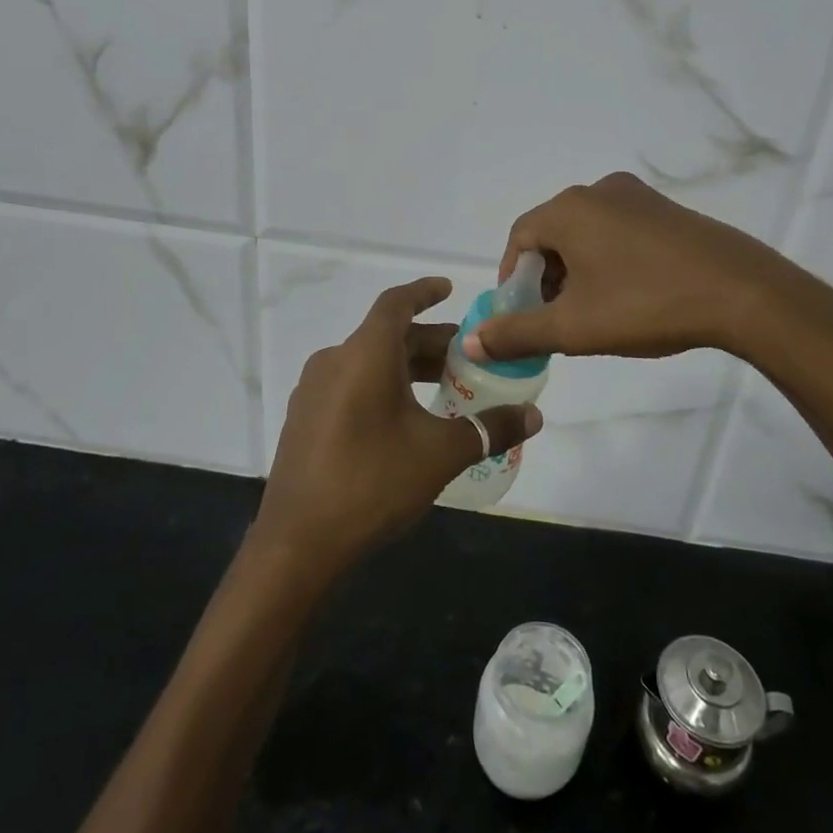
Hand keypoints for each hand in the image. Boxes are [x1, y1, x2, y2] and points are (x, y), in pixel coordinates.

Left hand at [255, 278, 542, 574]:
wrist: (297, 544)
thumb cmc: (373, 482)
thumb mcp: (440, 454)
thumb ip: (489, 429)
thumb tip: (535, 416)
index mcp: (364, 355)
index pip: (396, 303)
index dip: (424, 292)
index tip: (448, 289)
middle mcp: (334, 361)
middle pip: (386, 336)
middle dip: (428, 342)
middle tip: (465, 356)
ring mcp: (313, 391)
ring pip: (368, 362)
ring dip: (406, 367)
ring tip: (442, 387)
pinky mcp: (304, 419)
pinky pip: (349, 385)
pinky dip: (381, 386)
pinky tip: (404, 418)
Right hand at [464, 173, 815, 362]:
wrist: (742, 293)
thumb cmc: (646, 305)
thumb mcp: (574, 327)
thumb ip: (517, 333)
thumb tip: (472, 342)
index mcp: (570, 209)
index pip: (519, 238)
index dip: (513, 279)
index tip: (522, 316)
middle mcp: (599, 191)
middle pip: (553, 234)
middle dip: (546, 278)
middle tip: (556, 320)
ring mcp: (638, 197)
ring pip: (587, 234)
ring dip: (577, 271)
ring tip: (592, 313)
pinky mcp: (667, 211)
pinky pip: (619, 232)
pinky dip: (608, 261)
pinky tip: (628, 296)